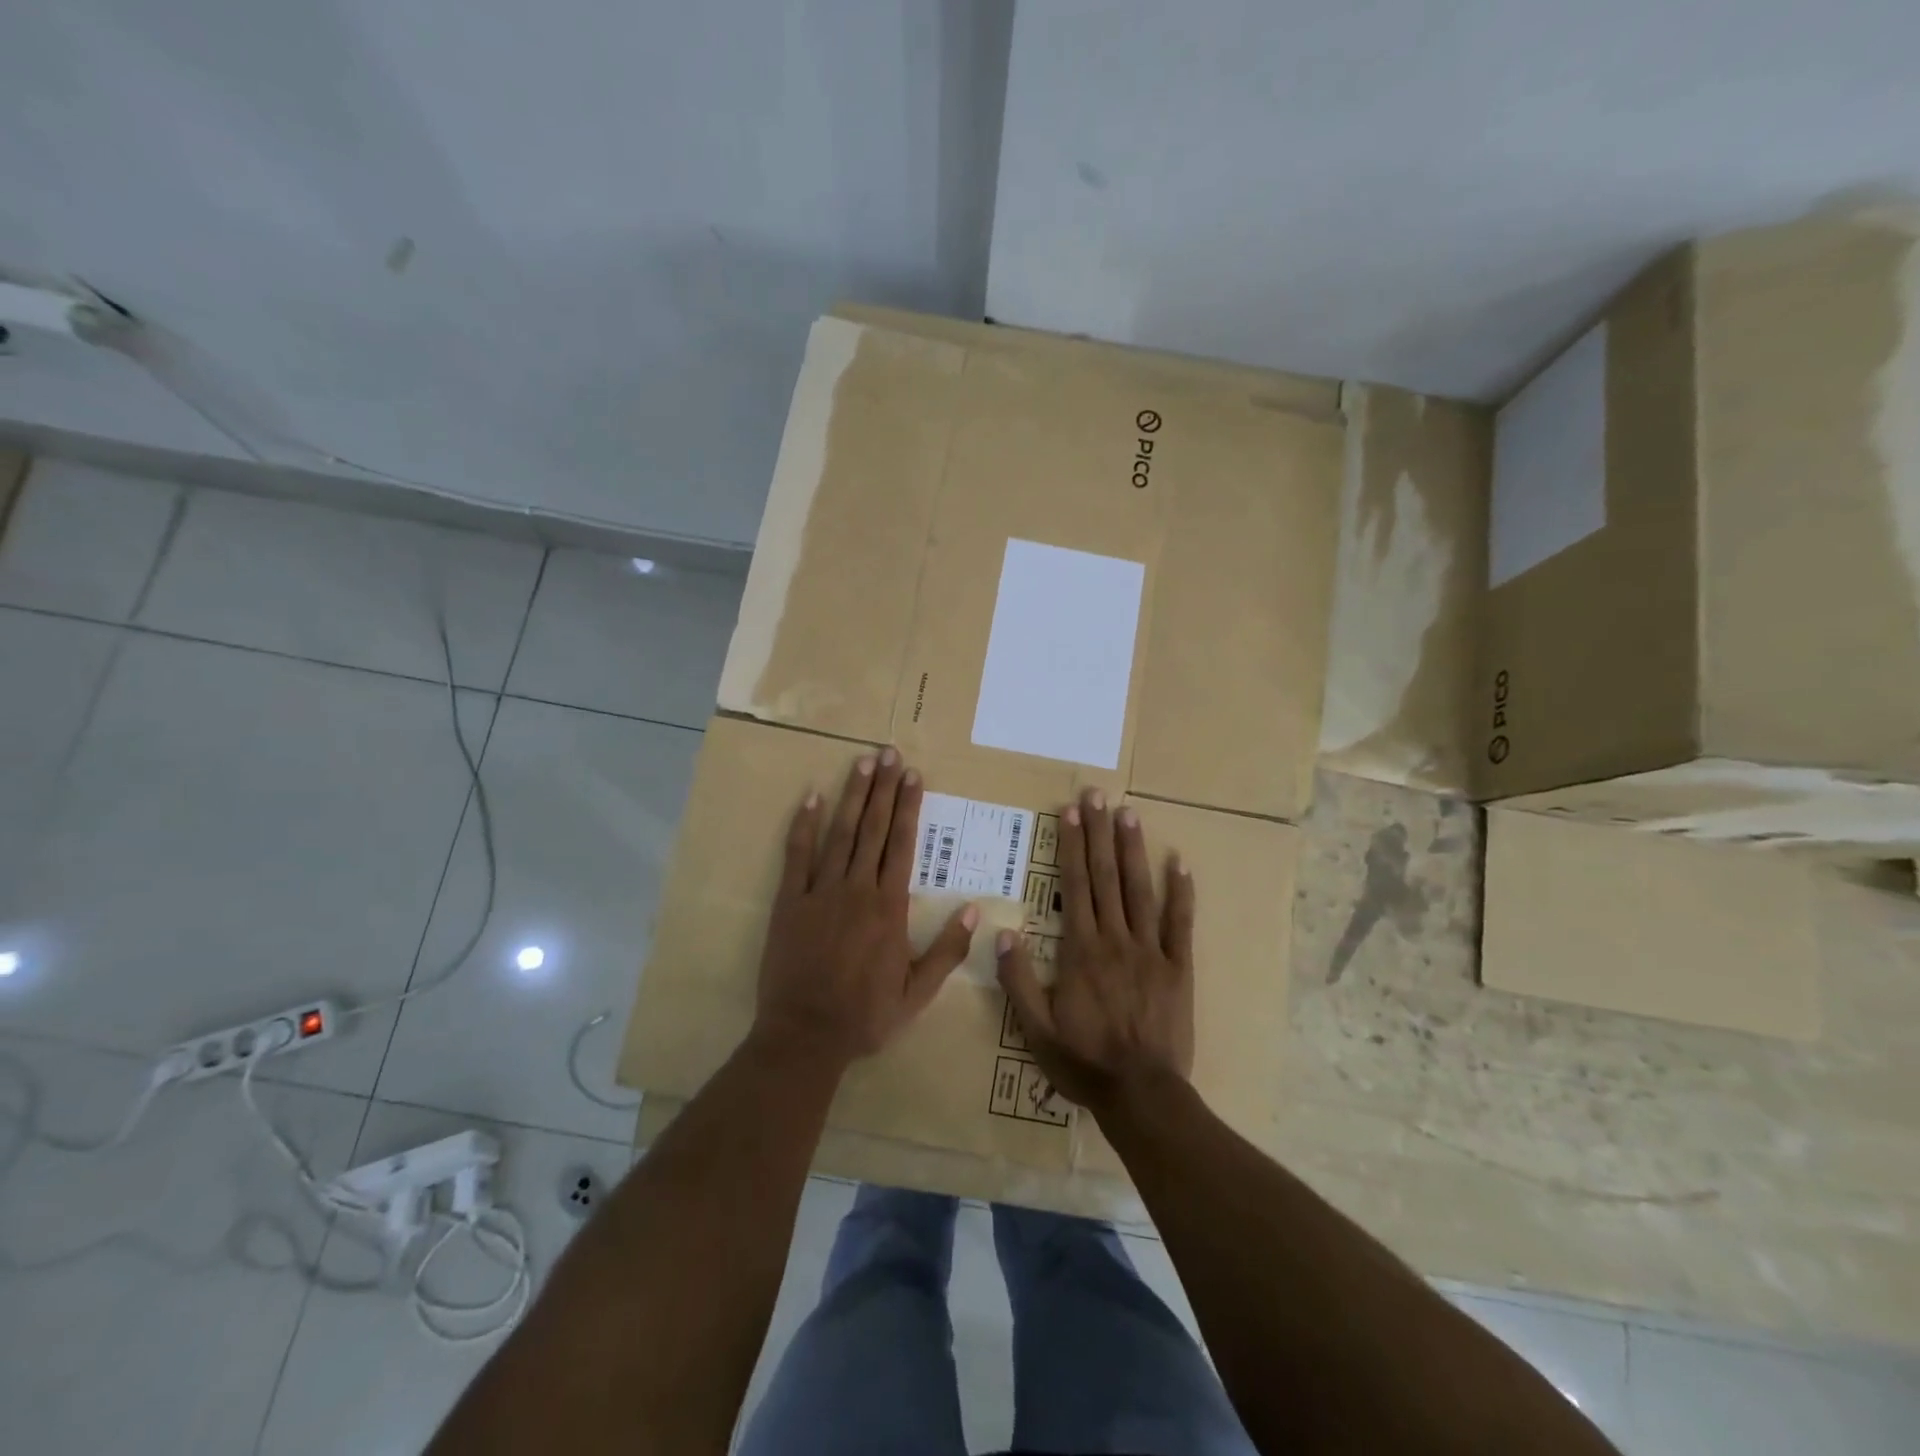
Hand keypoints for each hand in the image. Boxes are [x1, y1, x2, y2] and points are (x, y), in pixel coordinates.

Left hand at [754, 748, 977, 1065]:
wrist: (805, 1037)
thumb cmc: (865, 1016)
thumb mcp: (917, 993)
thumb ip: (947, 950)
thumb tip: (974, 910)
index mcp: (889, 908)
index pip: (902, 845)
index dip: (908, 807)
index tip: (913, 775)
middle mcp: (857, 890)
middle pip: (873, 829)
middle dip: (883, 789)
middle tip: (889, 753)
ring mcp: (820, 892)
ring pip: (840, 834)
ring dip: (852, 796)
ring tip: (861, 763)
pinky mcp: (789, 902)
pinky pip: (797, 856)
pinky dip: (804, 825)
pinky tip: (811, 797)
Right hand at [996, 790, 1194, 1113]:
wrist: (1142, 1094)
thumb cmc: (1084, 1062)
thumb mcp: (1035, 1030)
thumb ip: (1018, 980)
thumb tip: (1003, 933)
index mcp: (1081, 950)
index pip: (1075, 886)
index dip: (1072, 846)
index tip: (1070, 812)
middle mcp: (1115, 939)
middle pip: (1105, 877)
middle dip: (1098, 833)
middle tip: (1096, 795)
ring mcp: (1150, 951)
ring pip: (1139, 890)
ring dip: (1132, 849)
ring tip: (1128, 813)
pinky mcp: (1178, 967)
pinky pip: (1179, 924)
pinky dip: (1180, 892)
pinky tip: (1179, 862)